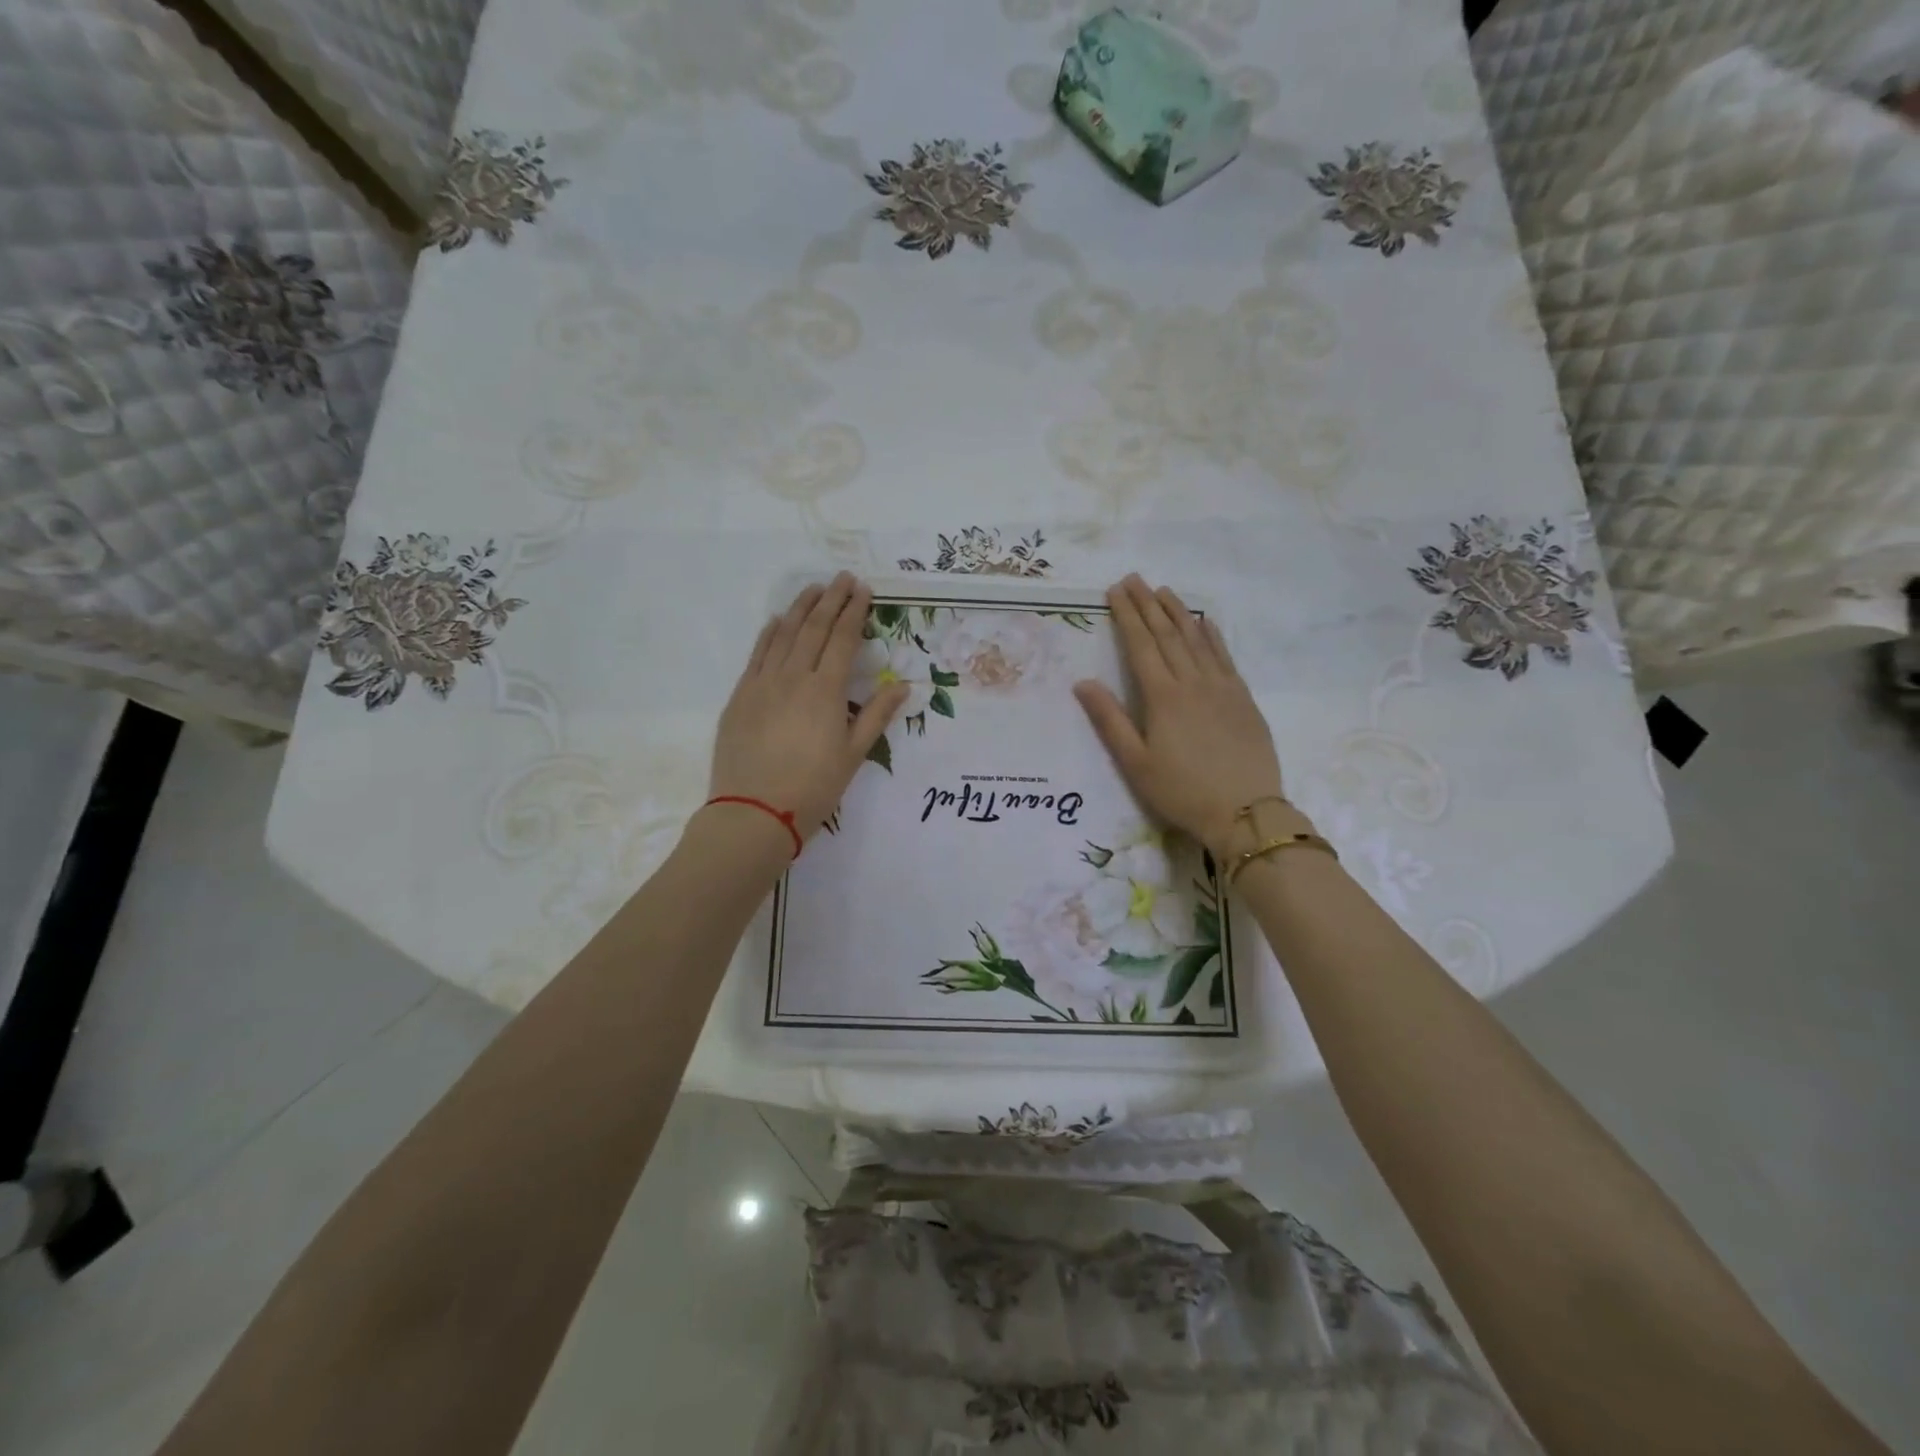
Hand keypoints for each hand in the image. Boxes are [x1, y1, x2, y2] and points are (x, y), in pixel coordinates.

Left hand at [710, 574, 907, 842]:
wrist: (753, 812)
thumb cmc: (812, 788)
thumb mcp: (853, 755)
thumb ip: (876, 715)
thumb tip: (901, 684)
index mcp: (825, 690)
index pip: (842, 639)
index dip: (854, 611)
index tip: (863, 589)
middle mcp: (793, 676)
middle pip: (813, 628)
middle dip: (831, 599)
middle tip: (843, 577)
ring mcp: (762, 683)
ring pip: (782, 634)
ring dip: (799, 608)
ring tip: (813, 588)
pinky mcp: (740, 695)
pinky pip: (756, 654)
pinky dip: (769, 633)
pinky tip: (776, 621)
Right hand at [1074, 576, 1287, 858]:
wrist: (1245, 811)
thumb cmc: (1181, 792)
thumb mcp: (1136, 763)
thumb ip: (1109, 720)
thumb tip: (1083, 683)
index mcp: (1163, 697)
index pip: (1141, 645)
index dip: (1127, 616)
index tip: (1116, 590)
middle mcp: (1193, 682)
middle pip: (1168, 634)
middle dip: (1148, 604)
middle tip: (1135, 578)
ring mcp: (1222, 687)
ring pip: (1198, 639)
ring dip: (1179, 612)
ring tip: (1165, 591)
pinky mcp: (1243, 699)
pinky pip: (1225, 656)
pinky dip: (1213, 635)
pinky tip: (1206, 622)